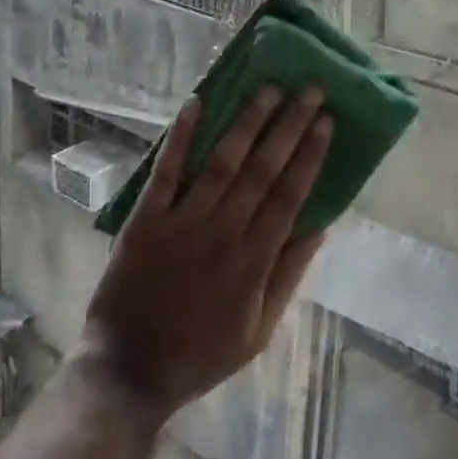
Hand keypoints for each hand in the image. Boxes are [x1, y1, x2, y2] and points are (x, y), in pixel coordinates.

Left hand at [80, 87, 332, 417]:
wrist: (130, 370)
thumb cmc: (200, 353)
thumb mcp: (259, 330)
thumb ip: (288, 275)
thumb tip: (320, 227)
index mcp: (254, 260)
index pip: (290, 194)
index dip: (310, 154)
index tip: (327, 120)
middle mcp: (224, 232)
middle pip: (263, 169)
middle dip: (290, 125)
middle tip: (310, 89)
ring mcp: (182, 222)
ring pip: (222, 161)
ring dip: (247, 121)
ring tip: (269, 88)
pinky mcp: (145, 219)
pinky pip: (166, 170)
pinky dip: (181, 136)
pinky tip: (196, 103)